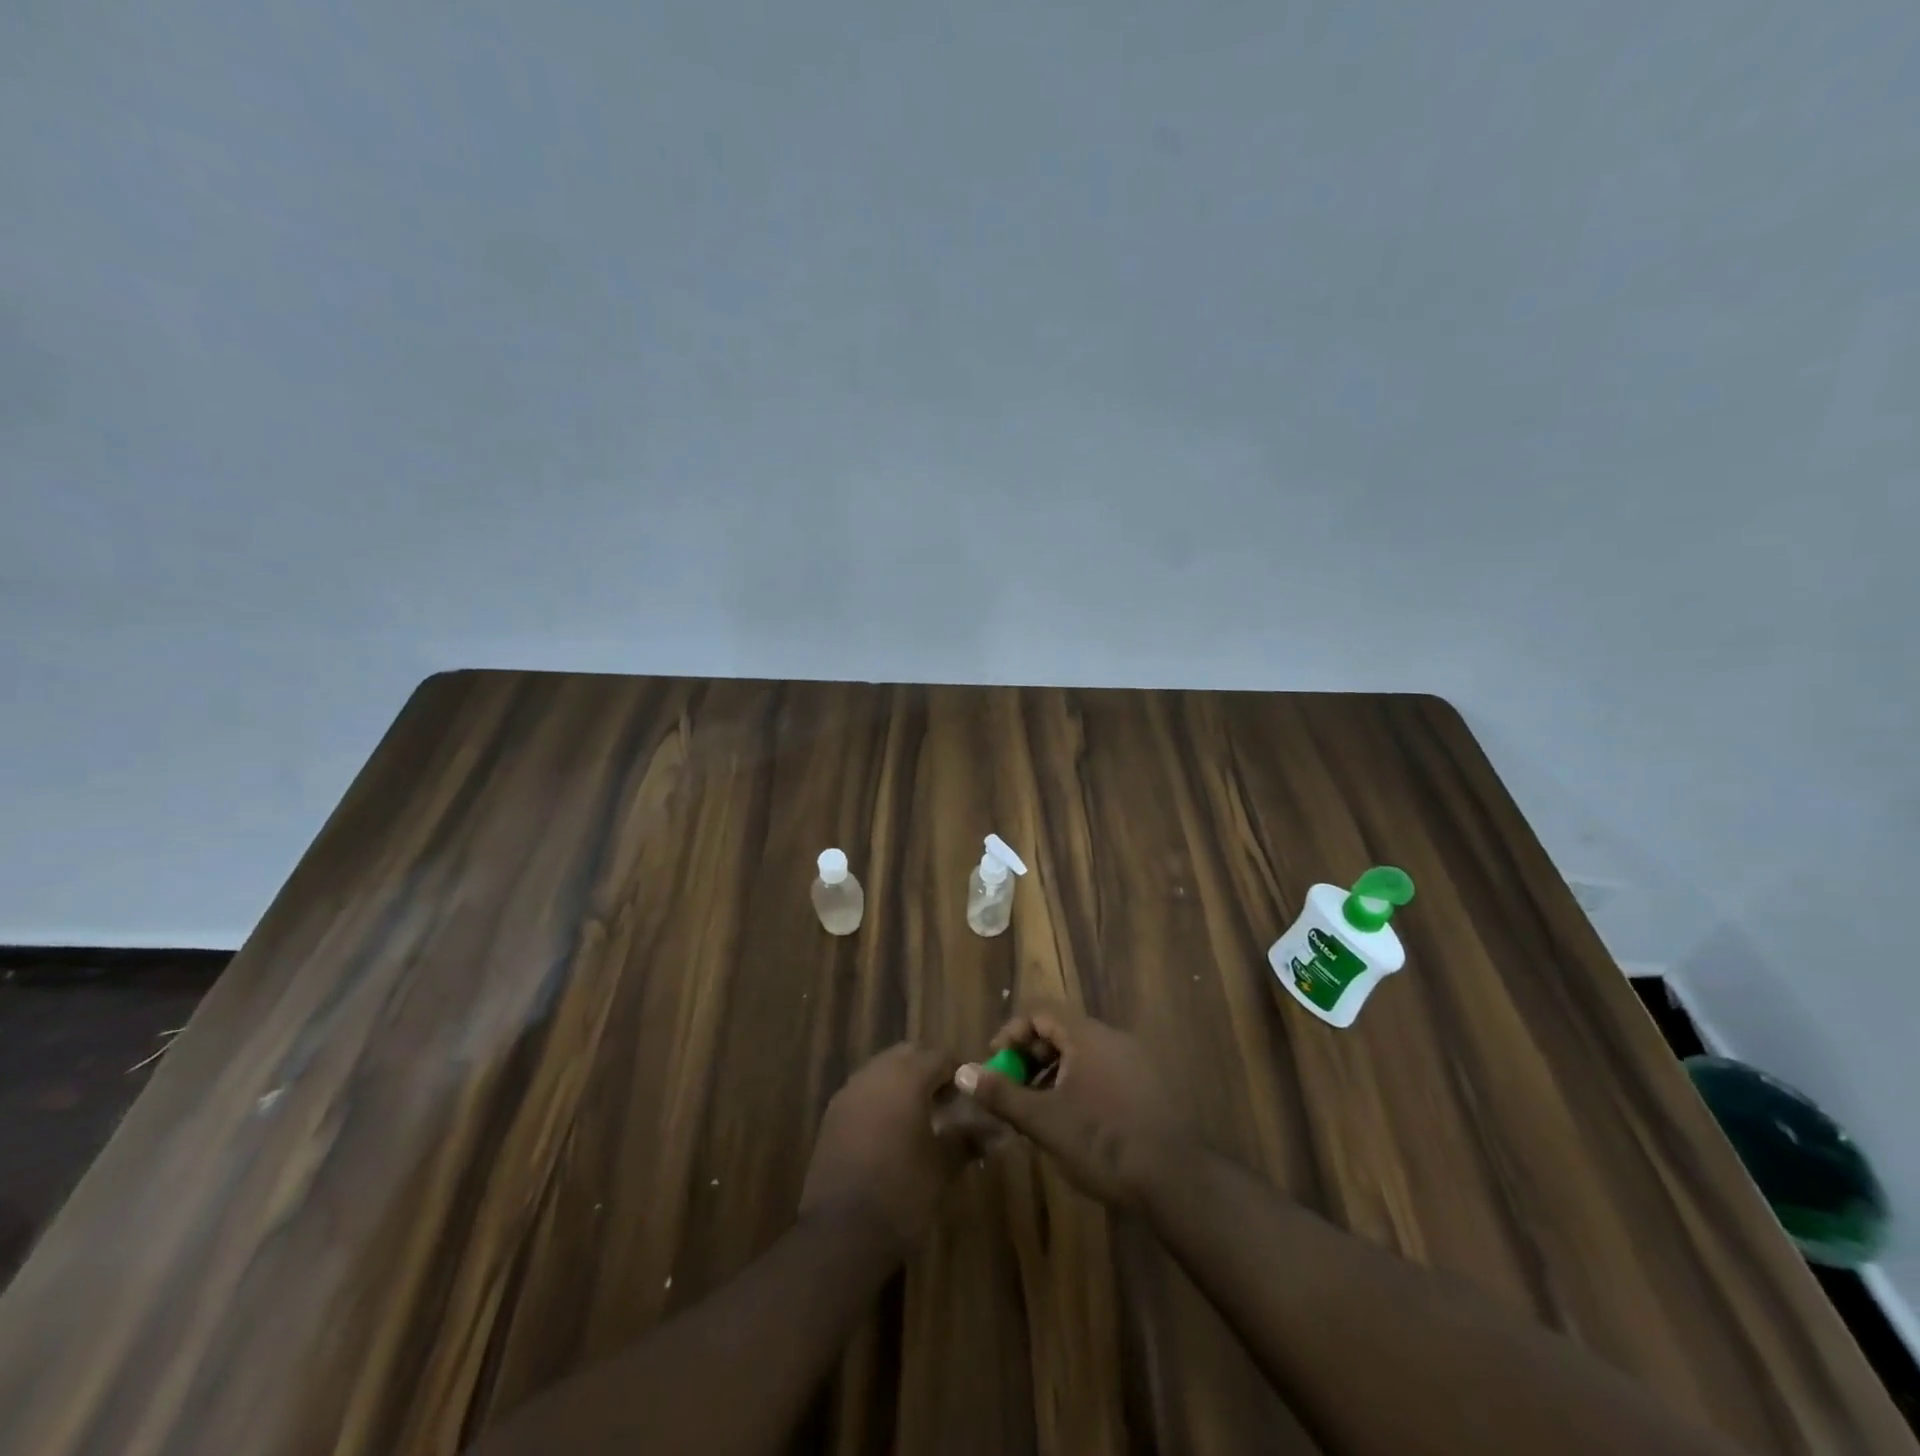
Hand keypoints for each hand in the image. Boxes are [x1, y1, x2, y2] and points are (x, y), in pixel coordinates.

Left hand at [799, 1043, 963, 1254]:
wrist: (842, 1233)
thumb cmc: (902, 1192)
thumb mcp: (943, 1166)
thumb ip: (968, 1139)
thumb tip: (995, 1130)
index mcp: (906, 1077)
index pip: (941, 1057)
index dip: (960, 1073)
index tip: (973, 1098)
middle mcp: (875, 1074)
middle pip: (909, 1055)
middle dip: (930, 1071)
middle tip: (948, 1103)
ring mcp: (849, 1092)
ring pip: (882, 1070)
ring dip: (903, 1083)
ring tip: (920, 1118)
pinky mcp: (832, 1115)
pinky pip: (864, 1091)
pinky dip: (881, 1099)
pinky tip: (891, 1133)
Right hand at [956, 1004, 1187, 1207]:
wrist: (1176, 1179)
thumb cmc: (1102, 1141)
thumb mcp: (1044, 1121)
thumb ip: (1002, 1094)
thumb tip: (963, 1072)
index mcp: (1087, 1035)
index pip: (1040, 1011)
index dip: (1012, 1032)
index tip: (996, 1064)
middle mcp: (1112, 1037)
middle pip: (1061, 1030)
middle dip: (1030, 1056)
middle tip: (1013, 1090)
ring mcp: (1135, 1061)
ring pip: (1082, 1053)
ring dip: (1053, 1073)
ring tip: (1038, 1110)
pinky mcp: (1148, 1086)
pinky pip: (1103, 1070)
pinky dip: (1079, 1084)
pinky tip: (1074, 1122)